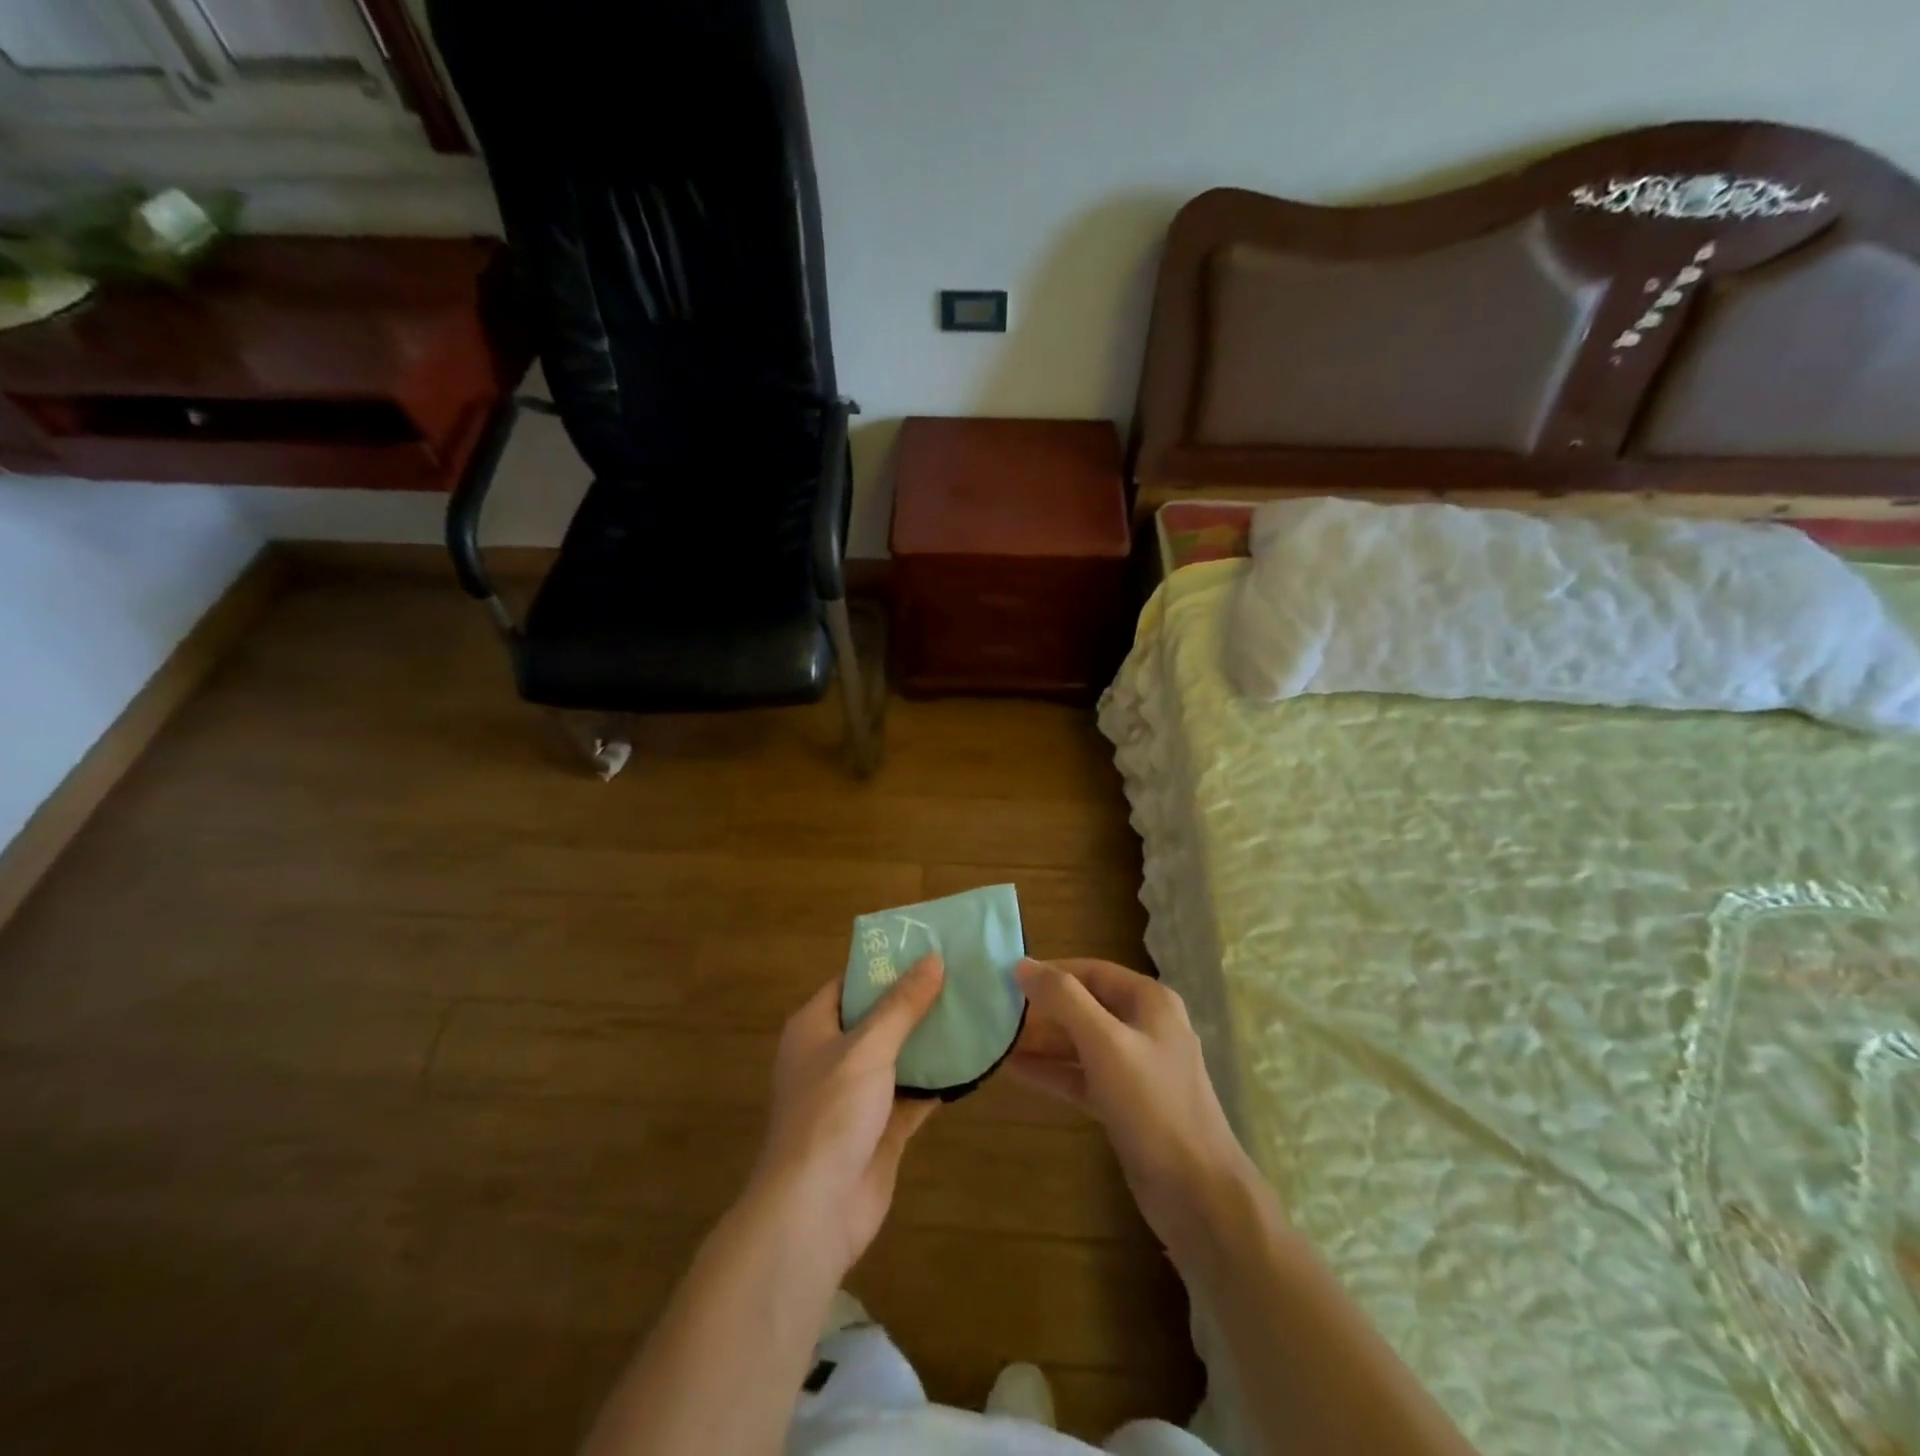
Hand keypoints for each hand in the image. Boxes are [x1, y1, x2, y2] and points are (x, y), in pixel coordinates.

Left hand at [748, 954, 944, 1279]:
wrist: (815, 1210)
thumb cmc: (831, 1112)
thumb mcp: (868, 1047)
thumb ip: (902, 1005)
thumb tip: (933, 958)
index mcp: (814, 1028)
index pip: (851, 981)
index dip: (885, 963)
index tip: (926, 945)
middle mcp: (832, 1056)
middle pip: (877, 1017)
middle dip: (915, 999)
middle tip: (959, 973)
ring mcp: (856, 1095)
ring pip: (898, 1055)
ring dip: (930, 1039)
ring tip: (972, 1008)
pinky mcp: (880, 1128)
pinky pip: (913, 1093)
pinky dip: (938, 1080)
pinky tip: (971, 1060)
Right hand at [1010, 958, 1258, 1257]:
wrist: (1197, 1193)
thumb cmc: (1152, 1104)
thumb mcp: (1104, 1043)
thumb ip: (1064, 999)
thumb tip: (1022, 965)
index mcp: (1150, 1001)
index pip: (1092, 970)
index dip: (1051, 971)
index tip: (1008, 977)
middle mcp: (1145, 1027)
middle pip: (1085, 1006)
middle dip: (1043, 1009)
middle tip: (996, 1012)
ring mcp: (1137, 1067)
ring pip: (1081, 1043)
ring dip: (1043, 1041)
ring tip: (997, 1040)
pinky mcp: (1126, 1103)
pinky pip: (1082, 1075)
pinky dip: (1053, 1071)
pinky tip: (1016, 1070)